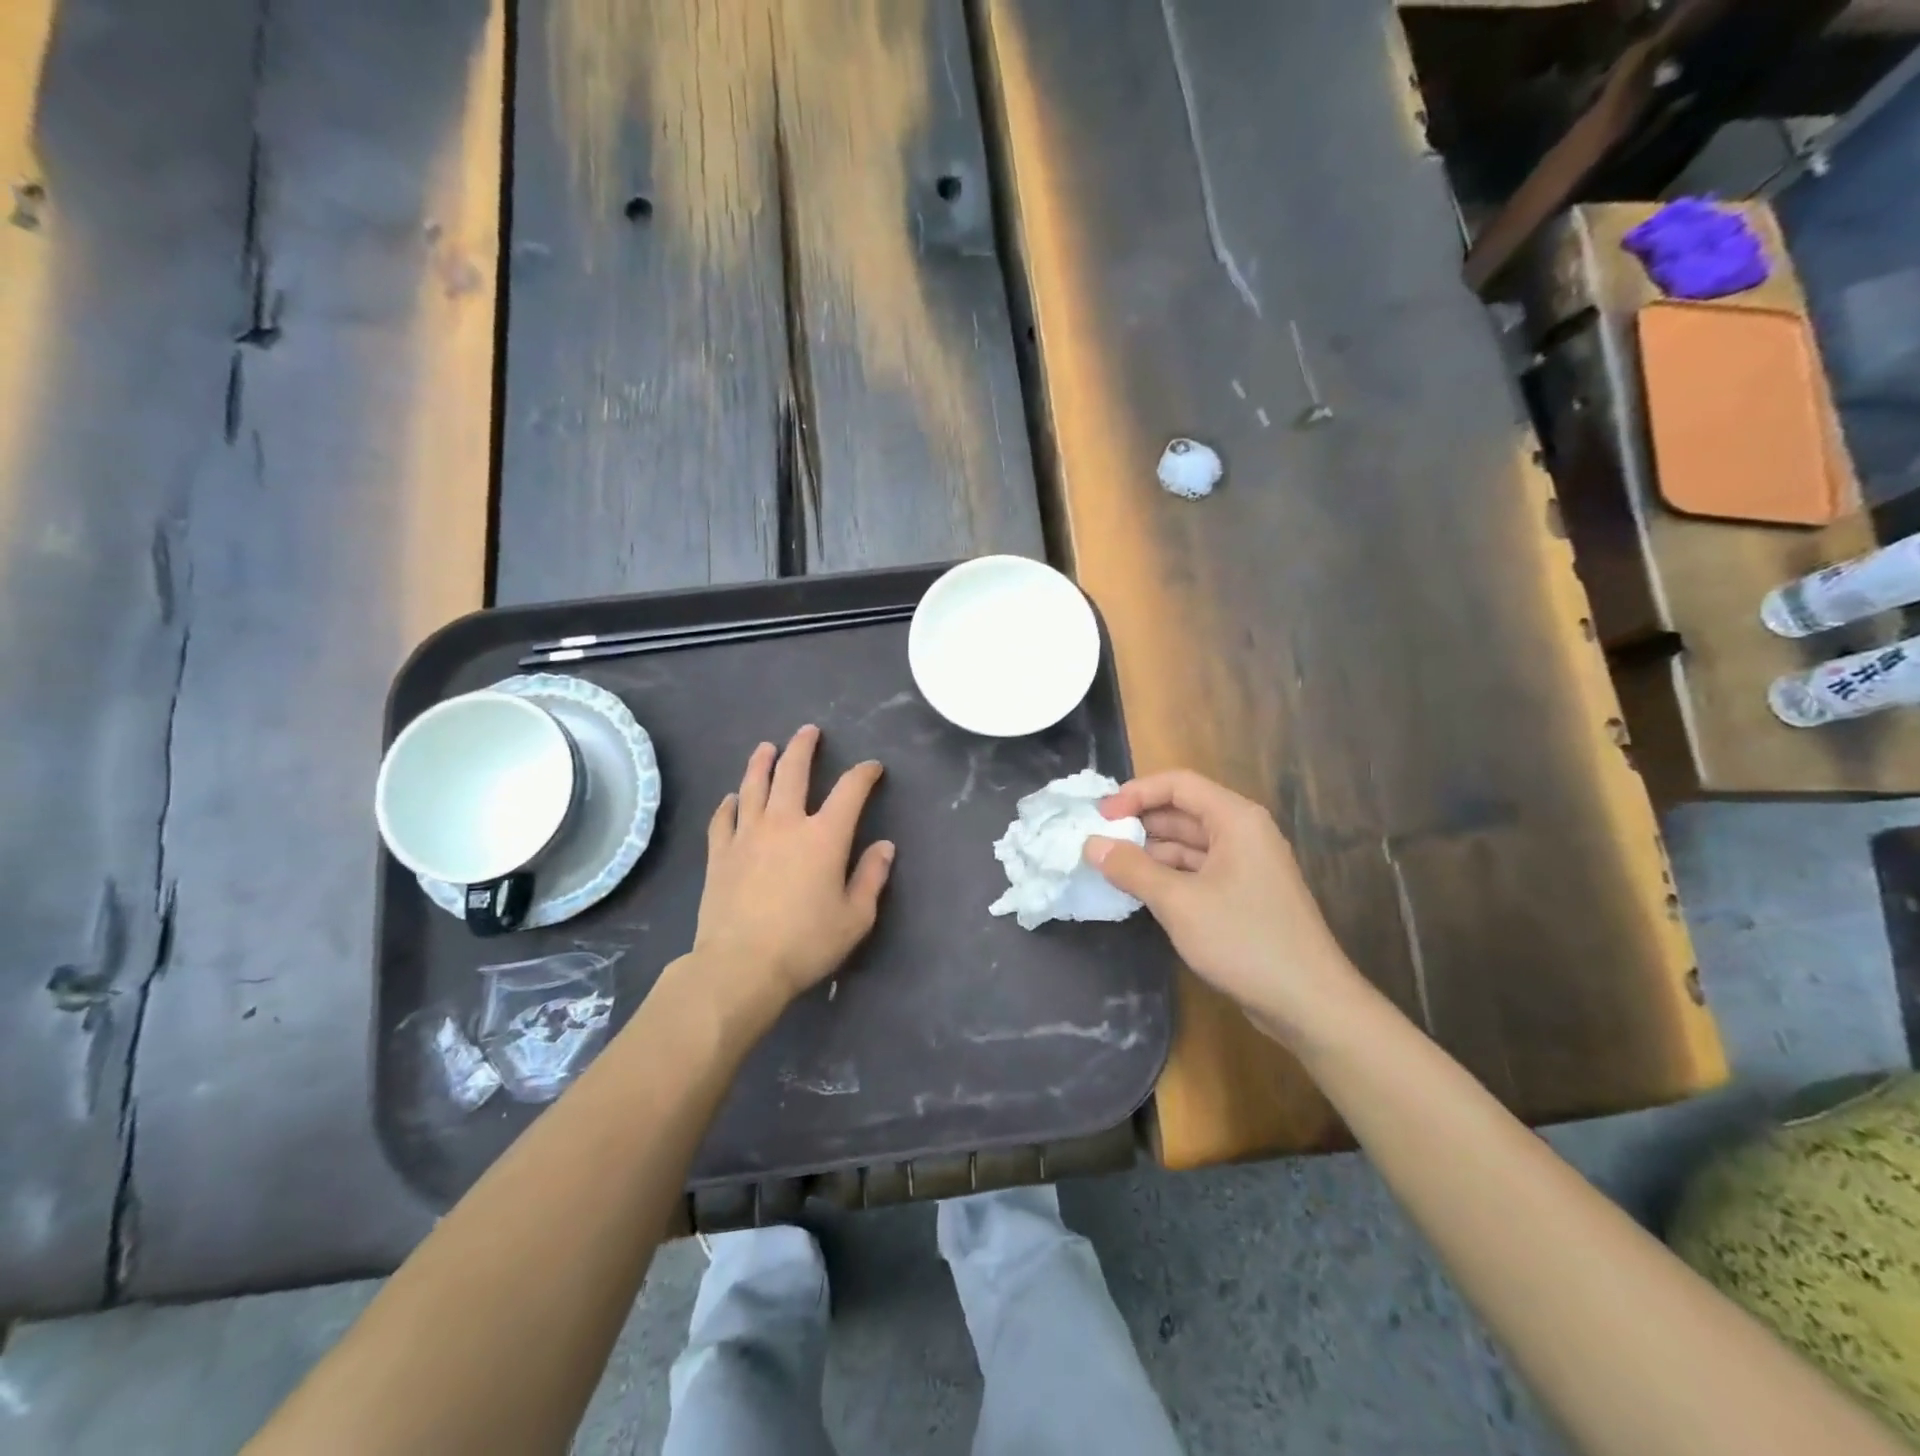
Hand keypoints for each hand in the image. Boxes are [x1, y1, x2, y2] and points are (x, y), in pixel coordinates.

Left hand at [692, 725, 894, 1018]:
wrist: (741, 966)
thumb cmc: (806, 943)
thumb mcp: (855, 917)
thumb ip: (871, 877)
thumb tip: (884, 846)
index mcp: (824, 837)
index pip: (850, 791)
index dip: (864, 774)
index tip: (872, 768)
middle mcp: (785, 823)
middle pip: (793, 772)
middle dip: (804, 748)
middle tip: (809, 732)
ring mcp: (747, 835)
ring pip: (754, 786)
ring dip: (762, 763)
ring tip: (766, 748)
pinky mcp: (719, 853)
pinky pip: (723, 818)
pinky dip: (729, 804)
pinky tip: (732, 798)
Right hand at [1084, 770, 1365, 1043]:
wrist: (1309, 1003)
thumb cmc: (1244, 940)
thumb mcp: (1178, 902)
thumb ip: (1131, 868)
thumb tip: (1091, 844)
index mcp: (1235, 819)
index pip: (1178, 784)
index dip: (1135, 793)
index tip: (1100, 816)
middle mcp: (1243, 833)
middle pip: (1183, 811)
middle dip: (1139, 823)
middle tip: (1097, 841)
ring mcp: (1246, 865)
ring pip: (1188, 844)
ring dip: (1150, 851)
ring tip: (1109, 867)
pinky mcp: (1244, 895)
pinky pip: (1198, 870)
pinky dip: (1168, 875)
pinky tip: (1140, 890)